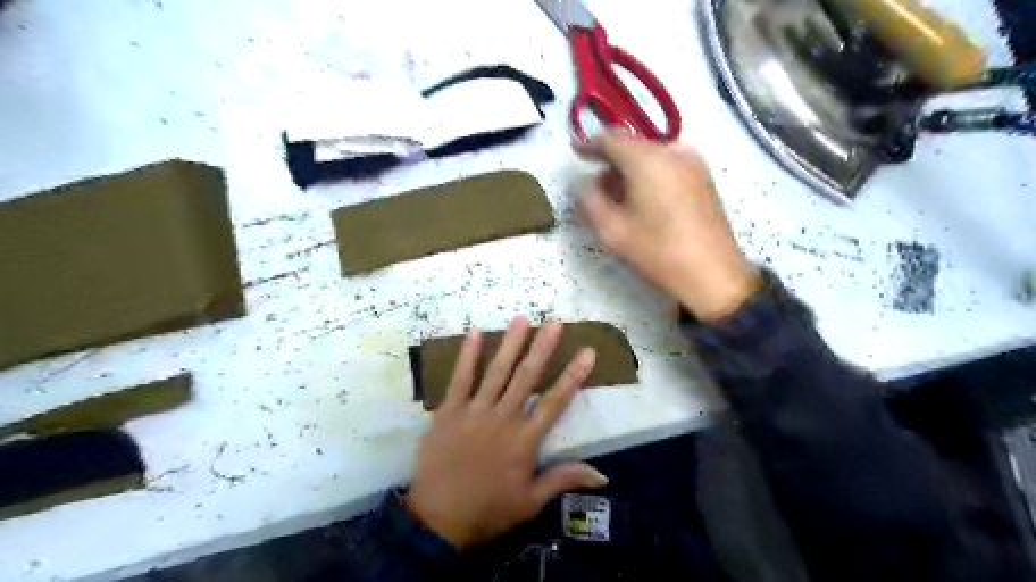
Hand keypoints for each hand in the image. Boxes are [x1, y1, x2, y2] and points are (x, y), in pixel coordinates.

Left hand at [404, 319, 607, 550]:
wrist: (437, 520)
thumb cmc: (488, 511)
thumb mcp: (530, 502)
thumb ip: (563, 480)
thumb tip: (603, 474)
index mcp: (525, 440)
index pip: (555, 402)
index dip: (573, 375)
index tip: (587, 351)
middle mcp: (503, 418)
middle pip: (526, 377)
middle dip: (542, 347)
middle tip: (554, 322)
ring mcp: (474, 412)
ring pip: (496, 372)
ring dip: (510, 344)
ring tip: (521, 319)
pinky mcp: (449, 411)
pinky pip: (459, 379)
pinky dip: (468, 355)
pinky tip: (474, 333)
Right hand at [574, 133, 759, 318]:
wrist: (712, 273)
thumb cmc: (657, 251)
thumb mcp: (611, 230)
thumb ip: (589, 199)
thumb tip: (585, 181)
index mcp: (646, 158)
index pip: (610, 138)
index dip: (590, 145)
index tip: (576, 154)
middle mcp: (671, 151)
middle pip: (631, 146)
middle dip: (610, 164)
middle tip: (595, 191)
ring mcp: (692, 162)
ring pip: (650, 156)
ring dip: (630, 171)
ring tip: (618, 201)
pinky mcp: (703, 177)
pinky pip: (667, 165)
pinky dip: (649, 175)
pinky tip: (643, 201)